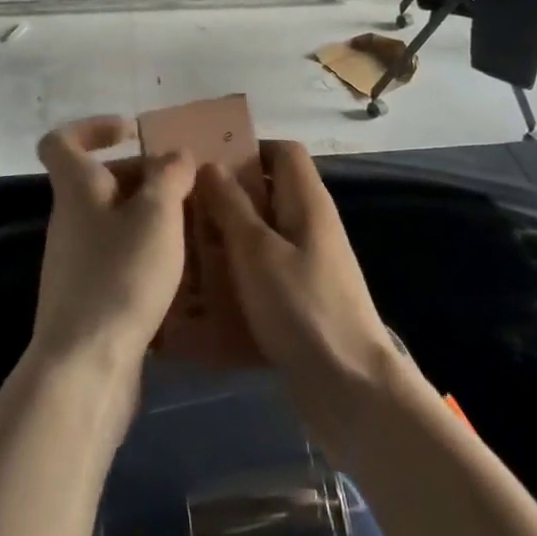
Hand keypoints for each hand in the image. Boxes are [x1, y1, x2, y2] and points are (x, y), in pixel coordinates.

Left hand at [33, 116, 196, 379]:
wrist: (84, 367)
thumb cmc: (120, 275)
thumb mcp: (156, 215)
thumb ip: (169, 176)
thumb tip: (175, 153)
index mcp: (76, 190)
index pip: (61, 141)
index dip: (92, 128)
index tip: (131, 133)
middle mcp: (69, 220)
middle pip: (99, 182)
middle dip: (142, 177)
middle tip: (186, 186)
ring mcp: (75, 261)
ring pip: (113, 222)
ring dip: (149, 218)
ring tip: (192, 226)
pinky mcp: (87, 297)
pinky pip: (118, 258)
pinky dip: (145, 255)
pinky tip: (179, 271)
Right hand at [197, 141, 406, 460]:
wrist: (350, 387)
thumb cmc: (301, 306)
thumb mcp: (256, 250)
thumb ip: (232, 205)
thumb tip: (211, 165)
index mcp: (307, 201)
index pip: (283, 152)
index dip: (249, 148)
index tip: (208, 163)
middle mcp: (311, 225)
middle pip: (270, 192)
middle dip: (228, 195)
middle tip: (186, 207)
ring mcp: (309, 263)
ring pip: (263, 233)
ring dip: (229, 237)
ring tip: (187, 246)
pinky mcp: (302, 298)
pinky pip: (266, 271)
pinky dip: (240, 273)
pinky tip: (207, 291)